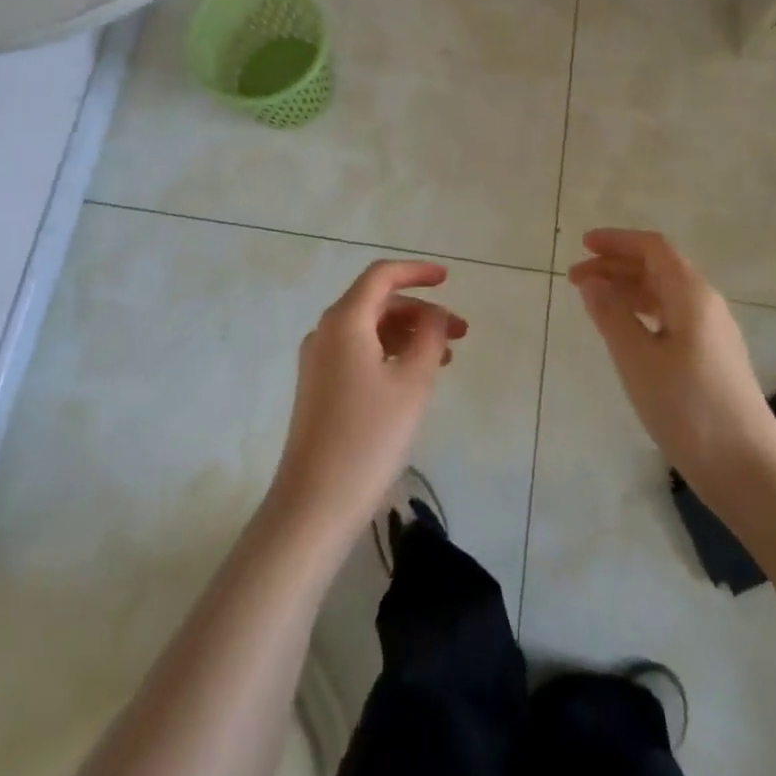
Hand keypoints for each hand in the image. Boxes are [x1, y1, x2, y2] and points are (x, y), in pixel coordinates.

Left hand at [269, 260, 466, 541]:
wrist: (314, 503)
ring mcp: (318, 359)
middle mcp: (326, 331)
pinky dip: (389, 353)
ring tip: (446, 358)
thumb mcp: (412, 383)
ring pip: (369, 329)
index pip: (382, 276)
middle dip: (420, 311)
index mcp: (345, 320)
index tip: (449, 279)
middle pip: (377, 302)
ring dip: (408, 334)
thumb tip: (437, 314)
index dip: (417, 272)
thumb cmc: (369, 437)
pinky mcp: (318, 386)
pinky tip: (413, 377)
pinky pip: (358, 352)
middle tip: (460, 332)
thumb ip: (430, 338)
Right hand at [568, 230, 775, 486]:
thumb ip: (611, 314)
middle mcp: (706, 304)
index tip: (583, 245)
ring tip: (594, 302)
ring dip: (628, 290)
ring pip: (665, 294)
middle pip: (658, 268)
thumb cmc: (688, 408)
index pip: (652, 248)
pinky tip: (626, 332)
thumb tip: (592, 281)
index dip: (617, 241)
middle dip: (616, 266)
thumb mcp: (637, 359)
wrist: (749, 472)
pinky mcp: (714, 359)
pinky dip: (643, 312)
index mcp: (691, 294)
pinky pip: (673, 317)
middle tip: (576, 278)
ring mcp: (713, 333)